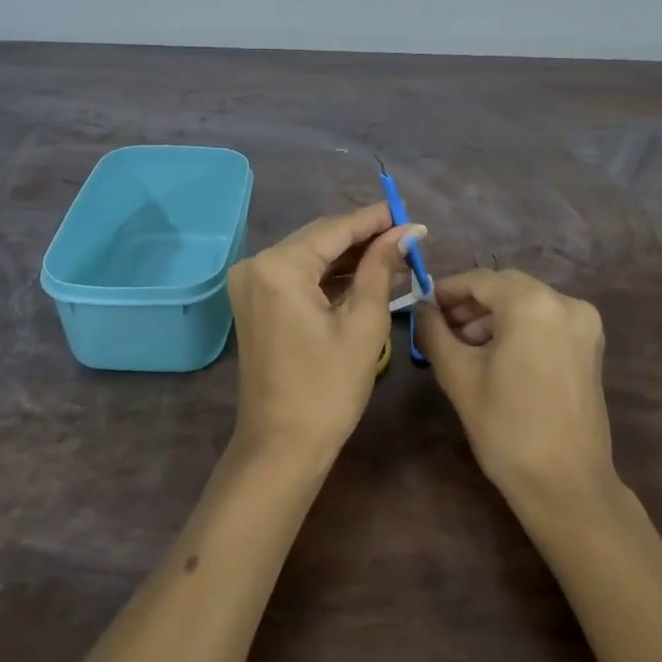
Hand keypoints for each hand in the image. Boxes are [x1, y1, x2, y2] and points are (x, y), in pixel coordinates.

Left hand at [227, 202, 422, 468]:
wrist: (281, 447)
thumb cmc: (328, 389)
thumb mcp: (363, 324)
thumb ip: (381, 268)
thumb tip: (406, 232)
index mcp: (279, 266)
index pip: (335, 228)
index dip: (375, 220)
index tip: (410, 214)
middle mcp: (257, 264)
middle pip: (320, 238)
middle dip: (364, 237)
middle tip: (408, 238)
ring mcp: (251, 283)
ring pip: (310, 255)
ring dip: (349, 257)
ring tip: (395, 257)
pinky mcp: (255, 301)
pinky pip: (298, 275)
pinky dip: (329, 275)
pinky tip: (364, 276)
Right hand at [417, 269, 614, 507]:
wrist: (566, 485)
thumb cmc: (507, 428)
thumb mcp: (459, 376)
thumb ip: (434, 332)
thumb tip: (420, 309)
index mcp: (533, 304)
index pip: (480, 280)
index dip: (448, 290)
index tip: (423, 305)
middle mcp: (565, 303)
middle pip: (506, 287)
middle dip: (471, 303)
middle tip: (439, 325)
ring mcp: (584, 324)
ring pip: (527, 303)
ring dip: (493, 316)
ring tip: (462, 344)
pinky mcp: (590, 346)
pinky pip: (545, 320)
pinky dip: (518, 327)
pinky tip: (494, 353)